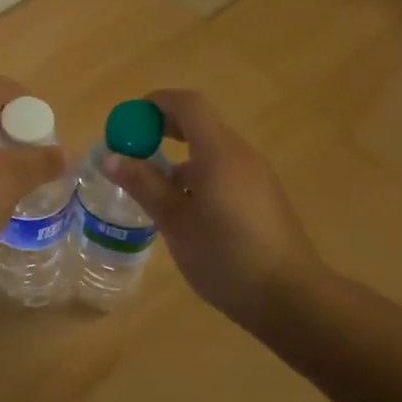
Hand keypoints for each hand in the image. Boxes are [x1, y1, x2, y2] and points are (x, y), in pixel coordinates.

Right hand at [100, 89, 321, 333]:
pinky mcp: (262, 198)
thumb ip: (143, 185)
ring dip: (178, 157)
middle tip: (131, 149)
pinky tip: (182, 211)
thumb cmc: (226, 256)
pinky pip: (223, 171)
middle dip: (163, 129)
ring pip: (211, 151)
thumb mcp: (175, 222)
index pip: (188, 104)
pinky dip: (197, 176)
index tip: (127, 122)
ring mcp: (256, 177)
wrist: (290, 298)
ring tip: (150, 188)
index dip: (155, 104)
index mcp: (219, 152)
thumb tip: (111, 157)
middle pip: (200, 123)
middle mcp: (241, 155)